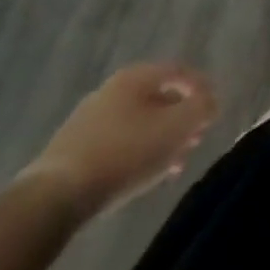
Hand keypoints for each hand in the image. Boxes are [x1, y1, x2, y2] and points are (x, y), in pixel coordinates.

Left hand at [19, 63, 219, 223]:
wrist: (55, 197)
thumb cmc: (125, 153)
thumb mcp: (176, 128)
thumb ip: (201, 108)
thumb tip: (209, 102)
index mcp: (135, 76)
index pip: (179, 71)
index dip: (202, 87)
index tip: (215, 111)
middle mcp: (111, 89)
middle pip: (158, 97)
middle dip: (181, 118)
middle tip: (196, 140)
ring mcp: (89, 119)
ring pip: (139, 122)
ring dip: (161, 139)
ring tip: (174, 164)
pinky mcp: (74, 149)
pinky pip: (118, 142)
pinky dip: (138, 152)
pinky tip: (143, 176)